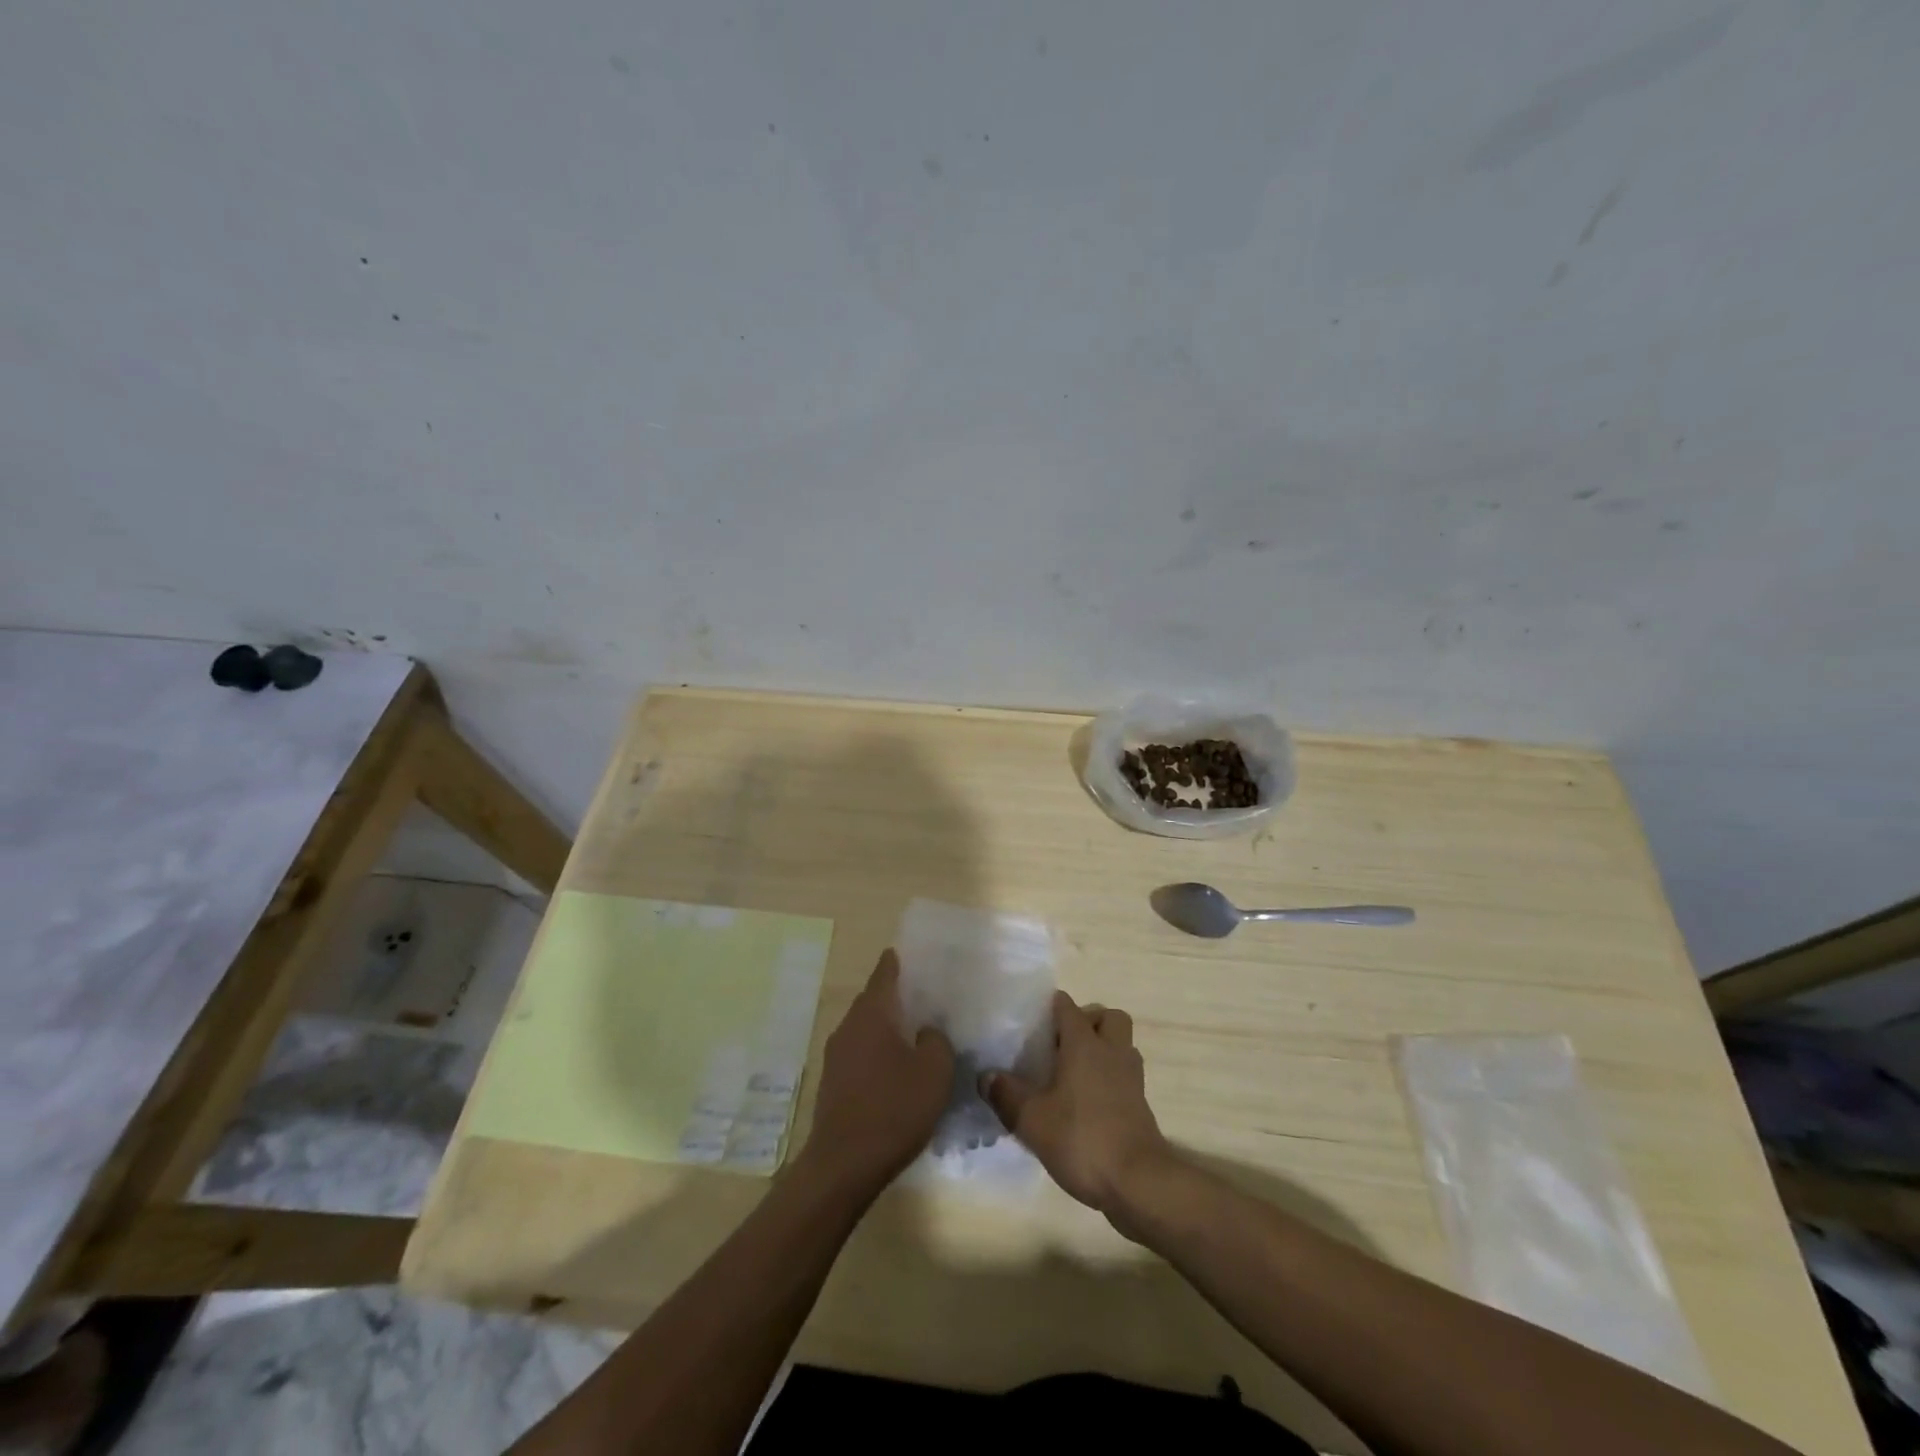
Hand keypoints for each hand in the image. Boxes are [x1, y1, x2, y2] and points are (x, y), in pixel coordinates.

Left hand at [798, 949, 953, 1196]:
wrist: (843, 1165)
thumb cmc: (893, 1109)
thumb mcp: (934, 1071)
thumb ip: (936, 1040)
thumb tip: (927, 1032)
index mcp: (872, 1014)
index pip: (885, 973)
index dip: (898, 962)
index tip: (911, 955)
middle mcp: (848, 1027)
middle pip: (874, 1000)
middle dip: (897, 997)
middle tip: (926, 998)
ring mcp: (836, 1056)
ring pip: (866, 1029)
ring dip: (887, 1029)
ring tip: (916, 1035)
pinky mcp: (833, 1083)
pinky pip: (860, 1054)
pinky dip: (878, 1053)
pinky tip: (897, 1071)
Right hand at [983, 991, 1171, 1218]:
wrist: (1138, 1183)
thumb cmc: (1082, 1139)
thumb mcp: (1032, 1120)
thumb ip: (1006, 1095)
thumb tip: (986, 1076)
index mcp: (1084, 1044)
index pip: (1068, 1007)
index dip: (1050, 1007)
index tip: (1032, 1020)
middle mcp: (1112, 1052)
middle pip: (1108, 1017)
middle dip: (1089, 1022)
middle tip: (1062, 1044)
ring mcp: (1131, 1078)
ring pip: (1121, 1045)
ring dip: (1103, 1050)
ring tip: (1074, 1072)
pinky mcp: (1141, 1105)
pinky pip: (1125, 1075)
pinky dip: (1110, 1079)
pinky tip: (1087, 1102)